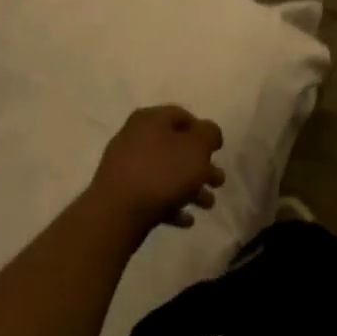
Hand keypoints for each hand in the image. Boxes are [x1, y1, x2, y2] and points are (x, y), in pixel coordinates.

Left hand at [87, 106, 226, 236]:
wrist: (118, 211)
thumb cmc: (163, 173)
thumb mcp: (197, 147)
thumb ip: (209, 134)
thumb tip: (207, 131)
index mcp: (150, 119)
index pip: (182, 116)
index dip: (203, 131)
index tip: (217, 150)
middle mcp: (134, 137)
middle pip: (175, 147)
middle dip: (200, 165)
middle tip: (218, 182)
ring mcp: (125, 166)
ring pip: (166, 173)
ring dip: (190, 188)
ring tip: (207, 205)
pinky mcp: (121, 192)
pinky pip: (152, 194)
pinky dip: (171, 203)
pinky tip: (186, 219)